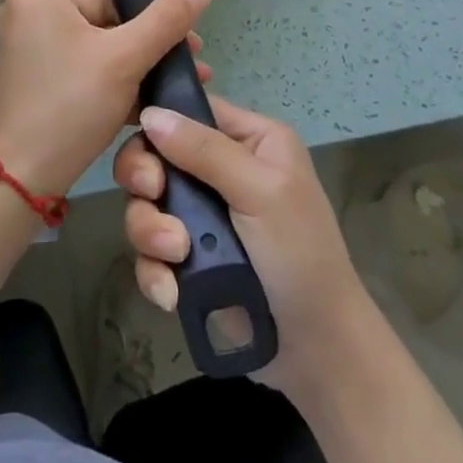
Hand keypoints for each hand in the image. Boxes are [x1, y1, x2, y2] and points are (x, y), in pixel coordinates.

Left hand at [0, 0, 212, 196]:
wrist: (22, 177)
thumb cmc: (70, 102)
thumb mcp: (125, 58)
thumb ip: (165, 19)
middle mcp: (29, 12)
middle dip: (145, 22)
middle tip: (188, 44)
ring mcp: (31, 47)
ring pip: (94, 34)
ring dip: (137, 50)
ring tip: (182, 71)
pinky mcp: (38, 77)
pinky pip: (81, 59)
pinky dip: (113, 70)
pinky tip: (154, 94)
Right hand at [114, 96, 370, 396]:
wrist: (317, 350)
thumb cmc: (300, 254)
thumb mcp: (261, 191)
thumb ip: (205, 150)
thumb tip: (150, 112)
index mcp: (250, 140)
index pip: (191, 111)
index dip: (160, 124)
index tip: (146, 150)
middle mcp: (222, 171)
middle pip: (156, 156)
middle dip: (146, 181)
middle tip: (153, 195)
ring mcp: (203, 217)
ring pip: (146, 205)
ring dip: (151, 231)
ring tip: (176, 255)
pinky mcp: (188, 260)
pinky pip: (149, 252)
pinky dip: (155, 272)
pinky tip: (171, 292)